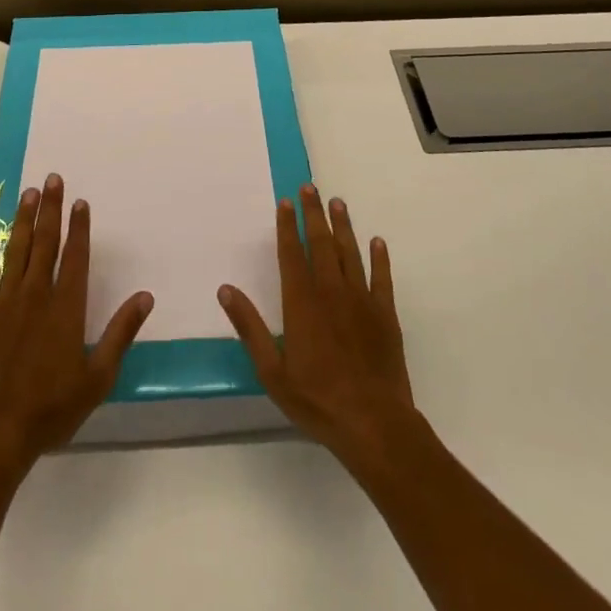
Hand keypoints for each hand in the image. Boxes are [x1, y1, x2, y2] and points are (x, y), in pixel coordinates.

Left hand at [0, 173, 152, 476]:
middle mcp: (35, 295)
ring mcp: (4, 303)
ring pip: (16, 250)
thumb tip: (146, 296)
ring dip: (23, 220)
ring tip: (28, 193)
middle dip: (51, 208)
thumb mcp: (97, 378)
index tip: (80, 201)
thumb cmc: (51, 408)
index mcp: (65, 308)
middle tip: (53, 178)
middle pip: (45, 243)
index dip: (79, 227)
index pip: (75, 256)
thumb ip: (120, 333)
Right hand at [219, 183, 418, 475]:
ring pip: (350, 253)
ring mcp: (361, 300)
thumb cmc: (316, 399)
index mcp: (302, 302)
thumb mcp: (271, 370)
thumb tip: (225, 290)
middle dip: (314, 214)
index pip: (291, 253)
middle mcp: (331, 292)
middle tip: (310, 188)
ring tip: (338, 203)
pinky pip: (382, 278)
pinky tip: (377, 242)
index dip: (287, 226)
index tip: (285, 202)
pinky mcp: (385, 314)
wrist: (373, 422)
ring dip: (343, 226)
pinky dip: (379, 258)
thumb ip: (249, 327)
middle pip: (321, 243)